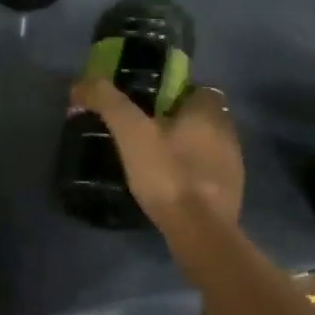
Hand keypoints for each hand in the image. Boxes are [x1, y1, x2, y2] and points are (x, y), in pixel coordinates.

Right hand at [69, 78, 243, 228]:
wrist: (200, 231)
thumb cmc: (168, 173)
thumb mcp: (131, 132)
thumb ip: (108, 102)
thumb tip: (81, 83)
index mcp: (209, 112)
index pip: (198, 89)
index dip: (175, 93)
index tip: (148, 105)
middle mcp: (228, 133)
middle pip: (203, 118)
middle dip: (179, 121)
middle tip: (146, 132)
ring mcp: (234, 166)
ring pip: (208, 146)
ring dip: (187, 149)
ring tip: (155, 160)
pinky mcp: (232, 195)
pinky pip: (209, 174)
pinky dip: (192, 175)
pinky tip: (170, 187)